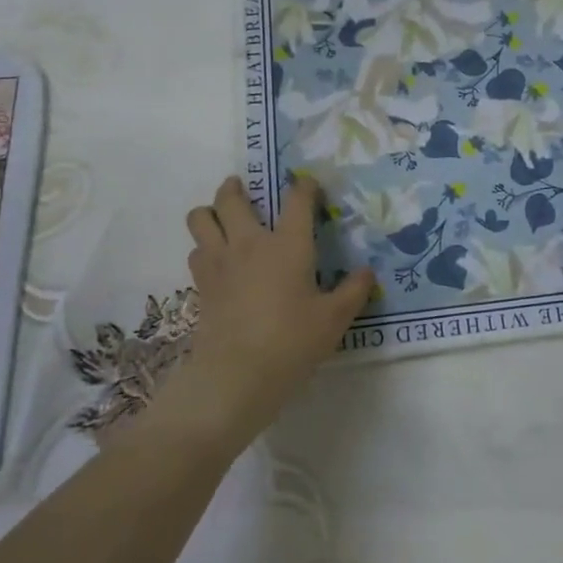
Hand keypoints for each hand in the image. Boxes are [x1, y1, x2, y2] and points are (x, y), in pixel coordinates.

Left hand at [172, 175, 374, 444]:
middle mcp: (249, 243)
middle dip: (235, 187)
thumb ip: (353, 292)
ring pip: (200, 219)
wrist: (237, 375)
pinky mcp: (201, 285)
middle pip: (230, 198)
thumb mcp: (334, 319)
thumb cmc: (292, 342)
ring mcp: (219, 262)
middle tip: (243, 188)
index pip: (296, 200)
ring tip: (222, 218)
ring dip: (210, 212)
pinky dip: (204, 247)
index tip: (310, 187)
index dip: (304, 187)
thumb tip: (367, 272)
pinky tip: (216, 260)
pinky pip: (195, 251)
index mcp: (288, 244)